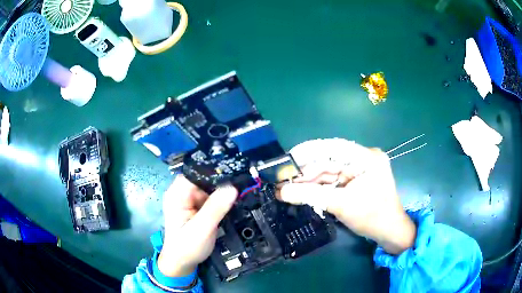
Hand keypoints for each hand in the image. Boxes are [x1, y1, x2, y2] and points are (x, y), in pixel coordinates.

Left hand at [158, 175, 237, 276]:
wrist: (182, 262)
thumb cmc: (187, 247)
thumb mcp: (202, 228)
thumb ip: (215, 208)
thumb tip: (232, 187)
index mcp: (177, 194)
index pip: (196, 173)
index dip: (214, 171)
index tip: (235, 171)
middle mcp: (181, 193)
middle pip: (203, 179)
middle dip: (221, 181)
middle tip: (241, 182)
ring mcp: (189, 200)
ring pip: (209, 187)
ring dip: (222, 190)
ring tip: (240, 189)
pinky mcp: (196, 207)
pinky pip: (210, 197)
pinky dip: (221, 198)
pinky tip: (232, 200)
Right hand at [279, 139, 415, 254]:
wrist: (389, 232)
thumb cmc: (372, 217)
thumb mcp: (341, 205)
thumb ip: (310, 196)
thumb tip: (281, 191)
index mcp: (367, 158)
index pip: (334, 148)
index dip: (309, 152)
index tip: (288, 160)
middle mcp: (364, 158)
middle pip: (329, 160)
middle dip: (306, 171)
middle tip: (284, 180)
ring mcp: (360, 168)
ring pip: (329, 170)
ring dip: (310, 180)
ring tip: (288, 187)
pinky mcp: (356, 178)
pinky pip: (334, 179)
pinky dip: (319, 185)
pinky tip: (303, 190)